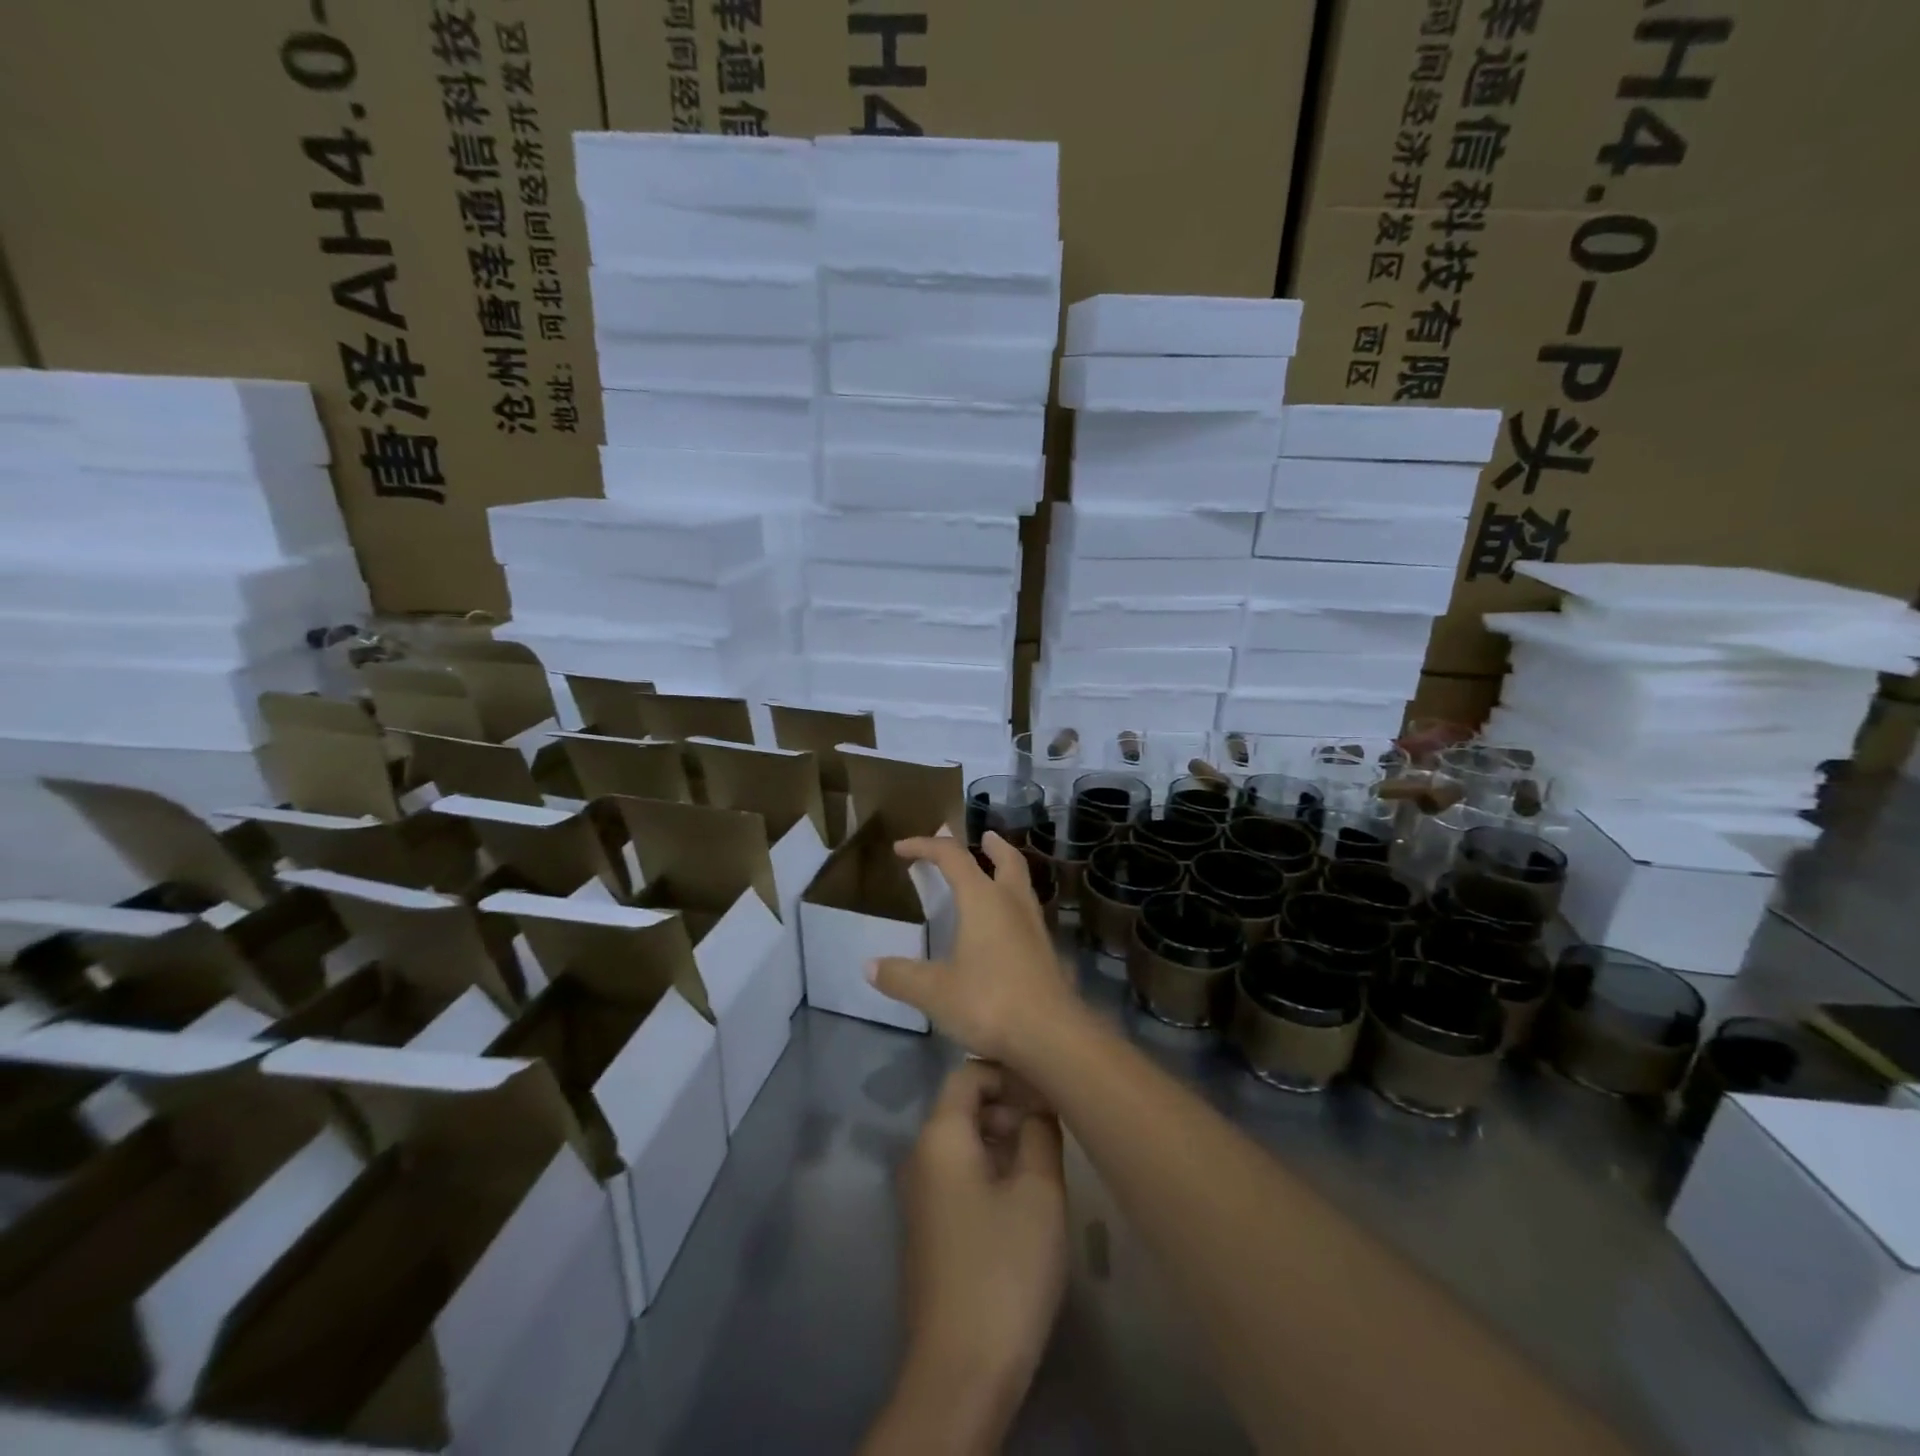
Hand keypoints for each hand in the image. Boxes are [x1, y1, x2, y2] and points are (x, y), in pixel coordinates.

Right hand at [869, 832, 1080, 1067]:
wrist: (1052, 1036)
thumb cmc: (989, 1002)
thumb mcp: (934, 992)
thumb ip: (901, 976)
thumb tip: (869, 966)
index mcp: (983, 899)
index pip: (952, 857)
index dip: (926, 846)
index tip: (902, 847)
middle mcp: (1012, 903)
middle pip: (1006, 860)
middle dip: (991, 845)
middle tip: (983, 837)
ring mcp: (1035, 927)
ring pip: (1022, 884)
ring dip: (1007, 872)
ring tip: (994, 875)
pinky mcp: (1046, 952)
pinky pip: (1027, 913)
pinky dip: (1013, 904)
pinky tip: (1005, 927)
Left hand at [882, 1060, 1068, 1451]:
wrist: (960, 1372)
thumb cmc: (1003, 1269)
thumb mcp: (1038, 1192)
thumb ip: (1040, 1133)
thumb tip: (1037, 1104)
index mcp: (939, 1136)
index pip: (968, 1073)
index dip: (1008, 1072)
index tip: (1047, 1089)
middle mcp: (920, 1155)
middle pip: (963, 1106)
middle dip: (1008, 1107)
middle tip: (1052, 1129)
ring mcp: (919, 1194)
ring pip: (963, 1142)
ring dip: (1002, 1140)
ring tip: (1044, 1164)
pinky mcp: (927, 1228)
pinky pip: (957, 1175)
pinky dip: (989, 1170)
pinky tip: (1022, 1199)